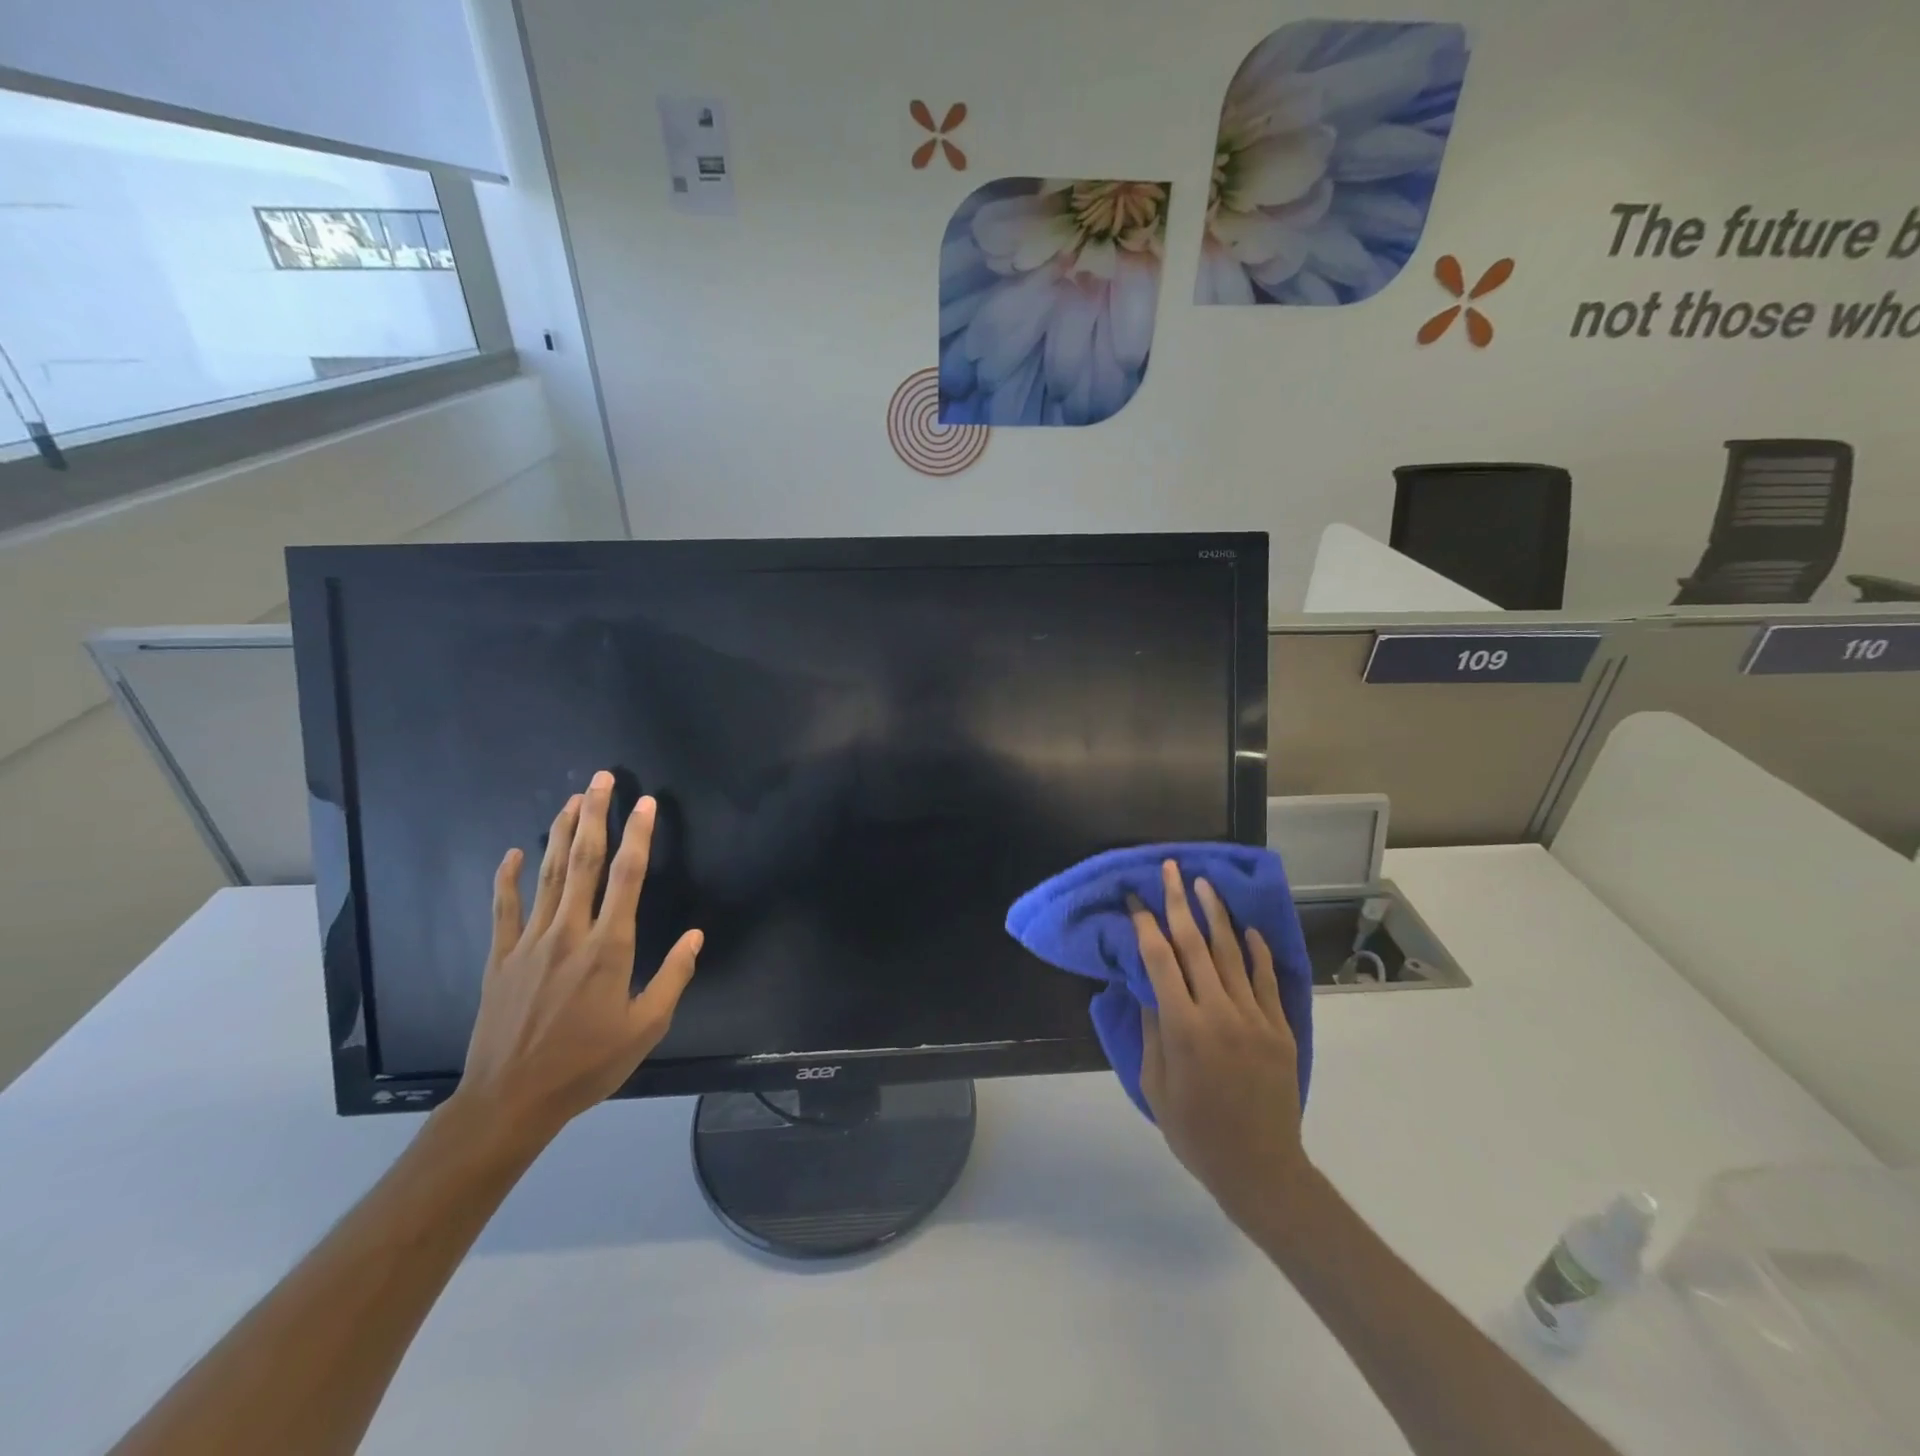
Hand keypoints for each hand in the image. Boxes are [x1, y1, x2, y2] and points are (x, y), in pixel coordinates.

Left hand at [450, 771, 702, 1150]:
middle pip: (583, 862)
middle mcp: (569, 933)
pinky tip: (514, 853)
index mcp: (609, 948)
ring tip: (570, 800)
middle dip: (594, 816)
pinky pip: (504, 909)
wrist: (511, 1100)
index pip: (627, 877)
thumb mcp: (645, 1028)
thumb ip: (673, 977)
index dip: (637, 836)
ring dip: (559, 833)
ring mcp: (530, 943)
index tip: (645, 804)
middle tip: (601, 779)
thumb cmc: (587, 1064)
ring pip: (547, 875)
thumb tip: (696, 935)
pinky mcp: (501, 958)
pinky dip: (507, 878)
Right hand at [1131, 860, 1310, 1233]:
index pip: (1159, 959)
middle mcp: (1219, 1012)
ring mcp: (1255, 1018)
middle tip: (1171, 869)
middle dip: (1178, 902)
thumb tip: (1146, 985)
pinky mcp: (1280, 1028)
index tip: (1135, 899)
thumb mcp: (1155, 1084)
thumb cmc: (1195, 1131)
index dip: (1145, 924)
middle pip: (1195, 944)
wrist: (1260, 1168)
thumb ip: (1151, 1030)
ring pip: (1232, 953)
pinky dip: (1257, 951)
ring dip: (1216, 915)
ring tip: (1205, 884)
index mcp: (1183, 1028)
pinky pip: (1267, 979)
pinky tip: (1247, 929)